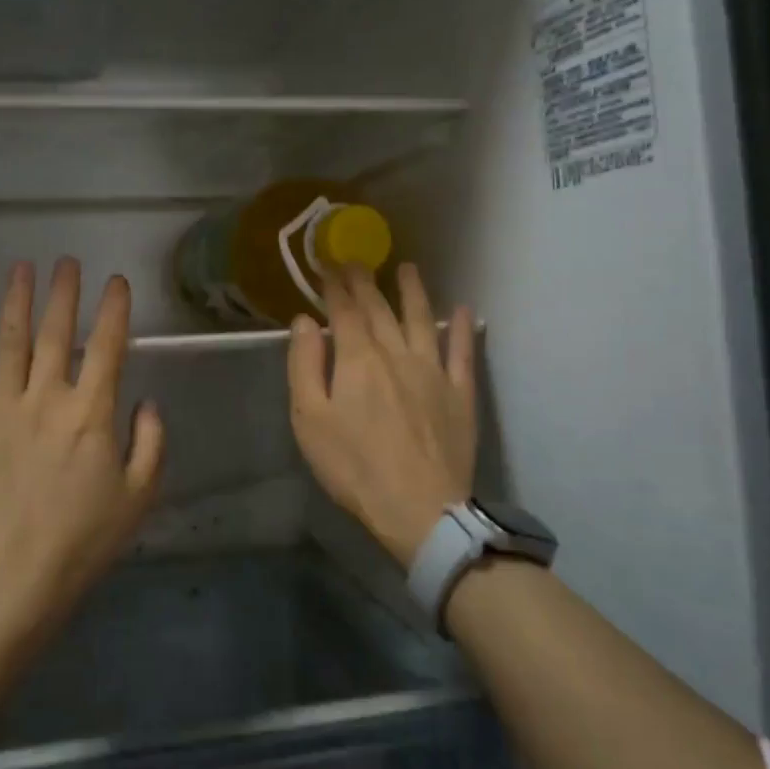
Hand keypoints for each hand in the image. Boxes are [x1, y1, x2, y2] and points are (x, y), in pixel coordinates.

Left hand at [0, 259, 164, 634]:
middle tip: (67, 262)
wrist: (14, 578)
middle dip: (64, 292)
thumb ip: (150, 441)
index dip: (114, 309)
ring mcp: (0, 409)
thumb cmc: (84, 539)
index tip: (116, 280)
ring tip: (21, 267)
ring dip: (16, 301)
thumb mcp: (140, 495)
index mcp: (90, 412)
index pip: (107, 345)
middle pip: (56, 332)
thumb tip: (146, 401)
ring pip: (8, 342)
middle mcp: (45, 398)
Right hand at [288, 263, 475, 566]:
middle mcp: (397, 353)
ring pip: (422, 319)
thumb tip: (305, 321)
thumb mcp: (310, 420)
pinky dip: (463, 329)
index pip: (344, 310)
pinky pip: (463, 352)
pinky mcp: (460, 393)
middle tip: (357, 260)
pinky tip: (464, 310)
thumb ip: (305, 365)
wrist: (419, 509)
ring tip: (408, 268)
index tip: (327, 264)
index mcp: (358, 359)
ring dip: (413, 291)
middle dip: (365, 281)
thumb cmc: (354, 467)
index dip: (334, 286)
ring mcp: (433, 370)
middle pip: (380, 308)